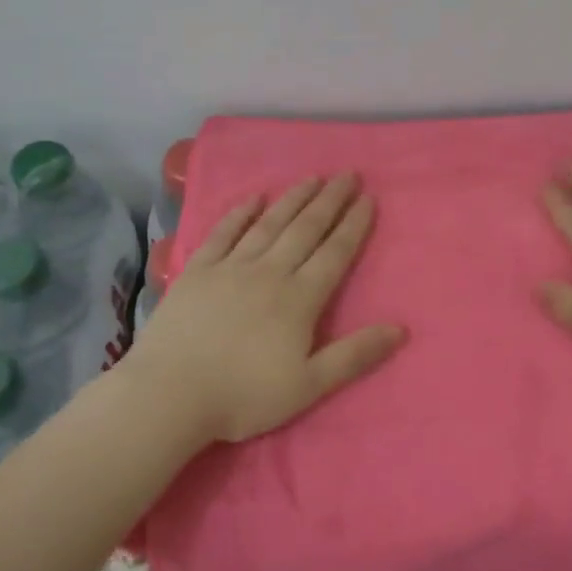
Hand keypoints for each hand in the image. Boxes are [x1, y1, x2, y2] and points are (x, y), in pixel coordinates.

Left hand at [121, 173, 406, 444]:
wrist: (170, 394)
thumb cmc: (244, 396)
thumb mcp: (309, 386)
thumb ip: (354, 355)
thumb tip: (401, 329)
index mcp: (300, 298)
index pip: (335, 253)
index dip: (354, 225)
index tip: (369, 198)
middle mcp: (270, 272)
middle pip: (306, 229)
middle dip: (330, 200)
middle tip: (348, 174)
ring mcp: (231, 267)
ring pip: (269, 224)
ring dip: (293, 198)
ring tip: (312, 177)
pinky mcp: (198, 271)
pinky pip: (223, 233)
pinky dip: (240, 213)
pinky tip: (253, 197)